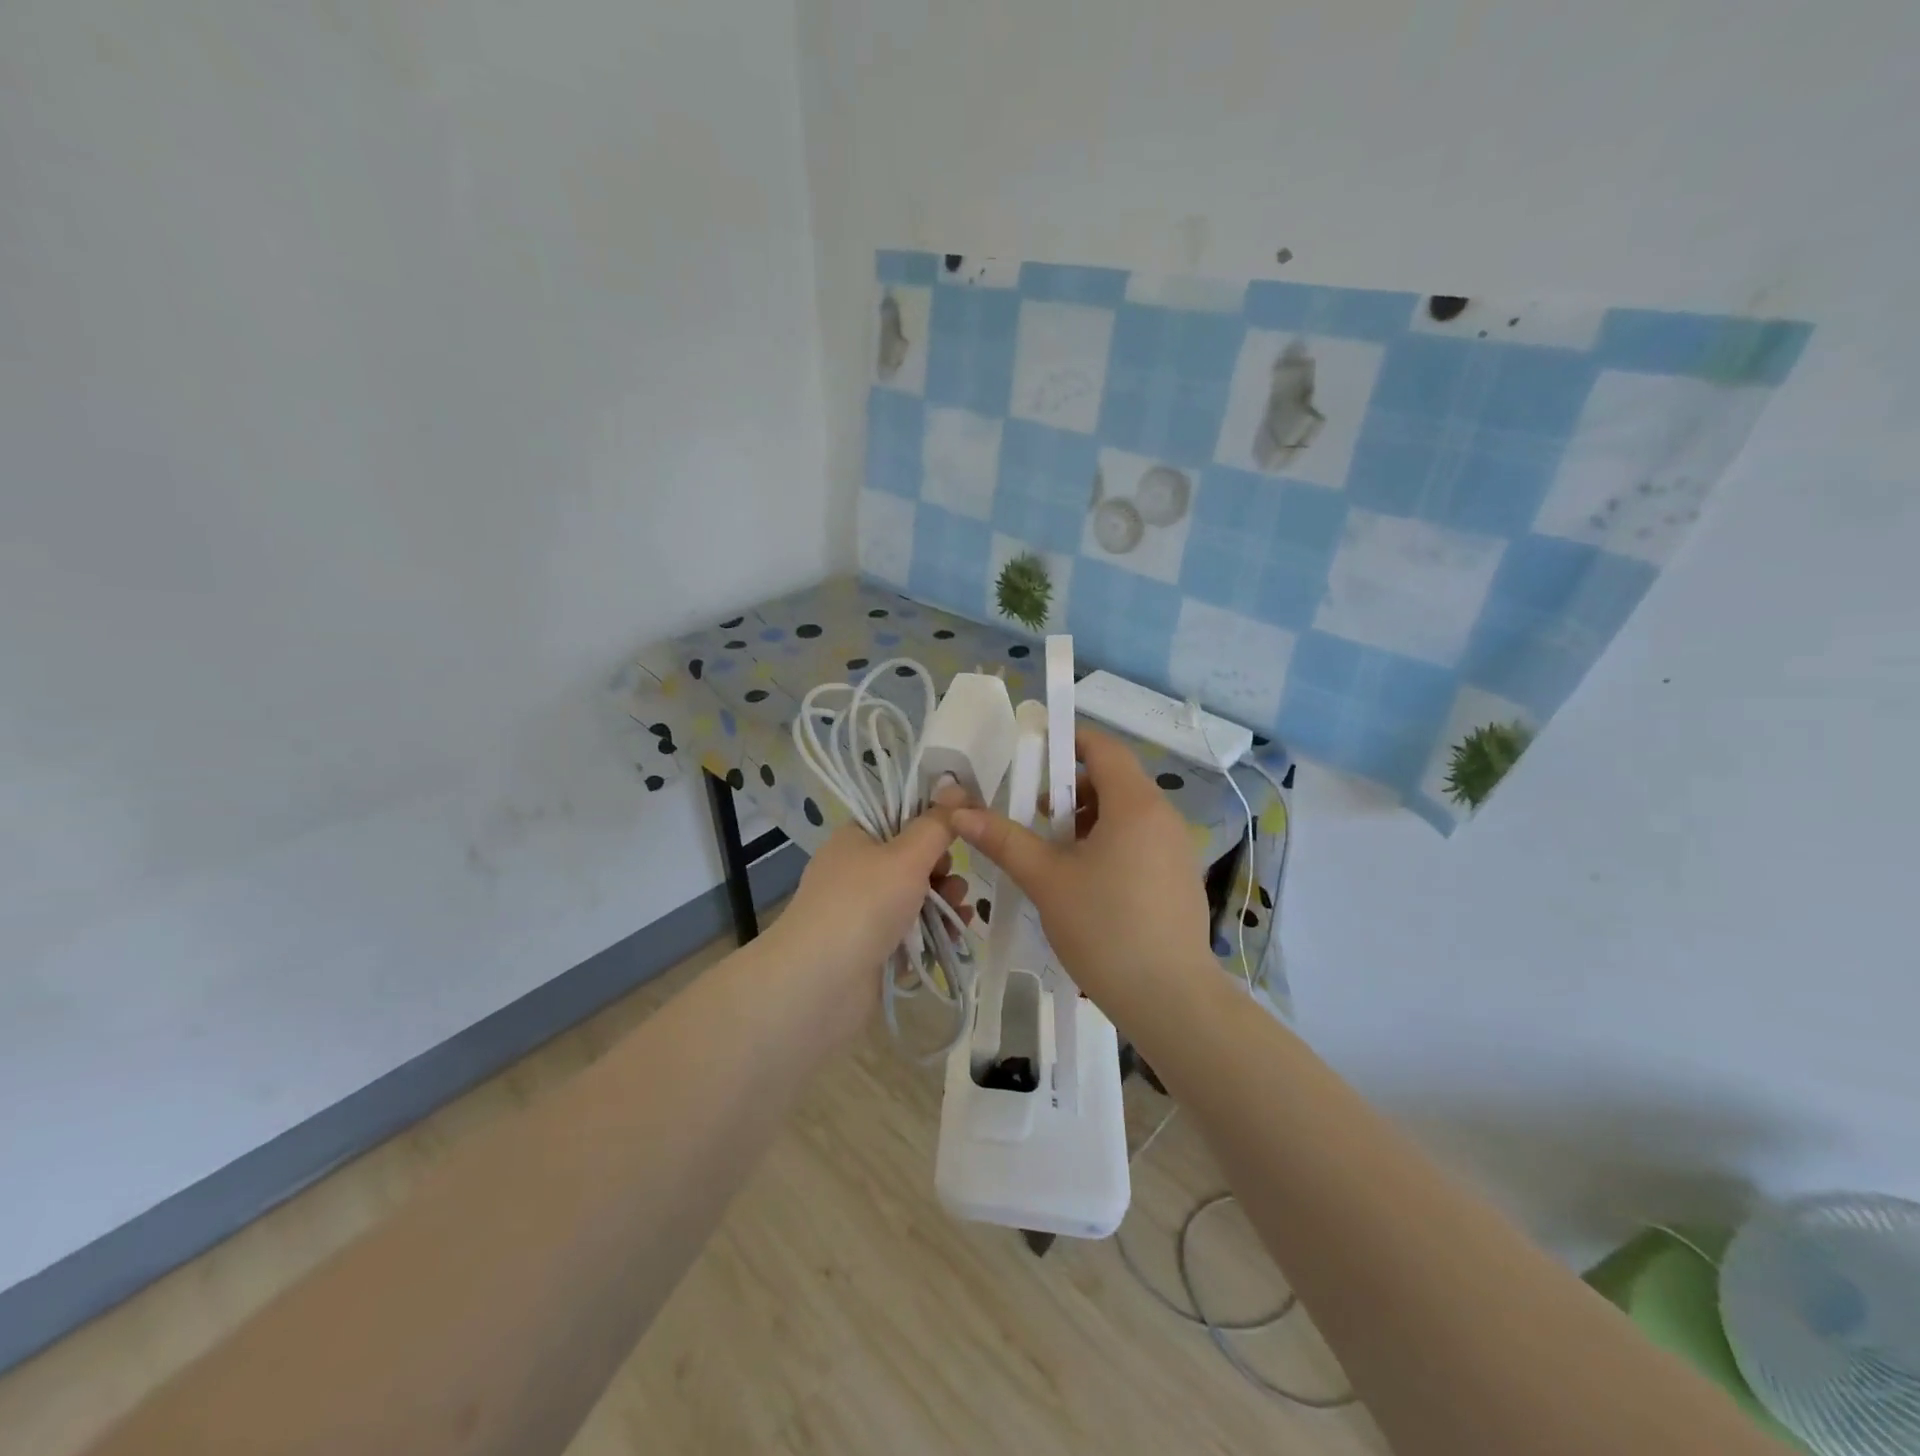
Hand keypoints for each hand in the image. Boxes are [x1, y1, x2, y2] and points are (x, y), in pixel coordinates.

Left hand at [771, 811, 969, 1042]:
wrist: (820, 984)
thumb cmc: (864, 904)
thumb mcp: (907, 855)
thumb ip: (937, 824)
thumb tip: (956, 785)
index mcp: (855, 839)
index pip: (898, 818)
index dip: (931, 823)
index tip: (961, 832)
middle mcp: (855, 872)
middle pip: (911, 861)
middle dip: (942, 870)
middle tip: (955, 882)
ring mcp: (861, 913)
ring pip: (914, 899)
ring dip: (943, 902)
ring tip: (960, 913)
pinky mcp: (871, 950)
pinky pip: (910, 934)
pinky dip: (931, 934)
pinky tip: (953, 938)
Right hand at [951, 728, 1212, 1026]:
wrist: (1169, 999)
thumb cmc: (1104, 928)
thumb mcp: (1046, 879)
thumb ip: (1003, 839)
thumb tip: (958, 811)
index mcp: (1135, 804)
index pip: (1103, 747)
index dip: (1067, 740)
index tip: (1032, 752)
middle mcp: (1164, 816)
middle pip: (1113, 779)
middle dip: (1069, 789)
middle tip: (1034, 816)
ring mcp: (1177, 848)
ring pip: (1126, 813)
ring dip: (1086, 818)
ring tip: (1054, 853)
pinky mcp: (1180, 877)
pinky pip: (1140, 840)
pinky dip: (1109, 842)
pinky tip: (1085, 881)